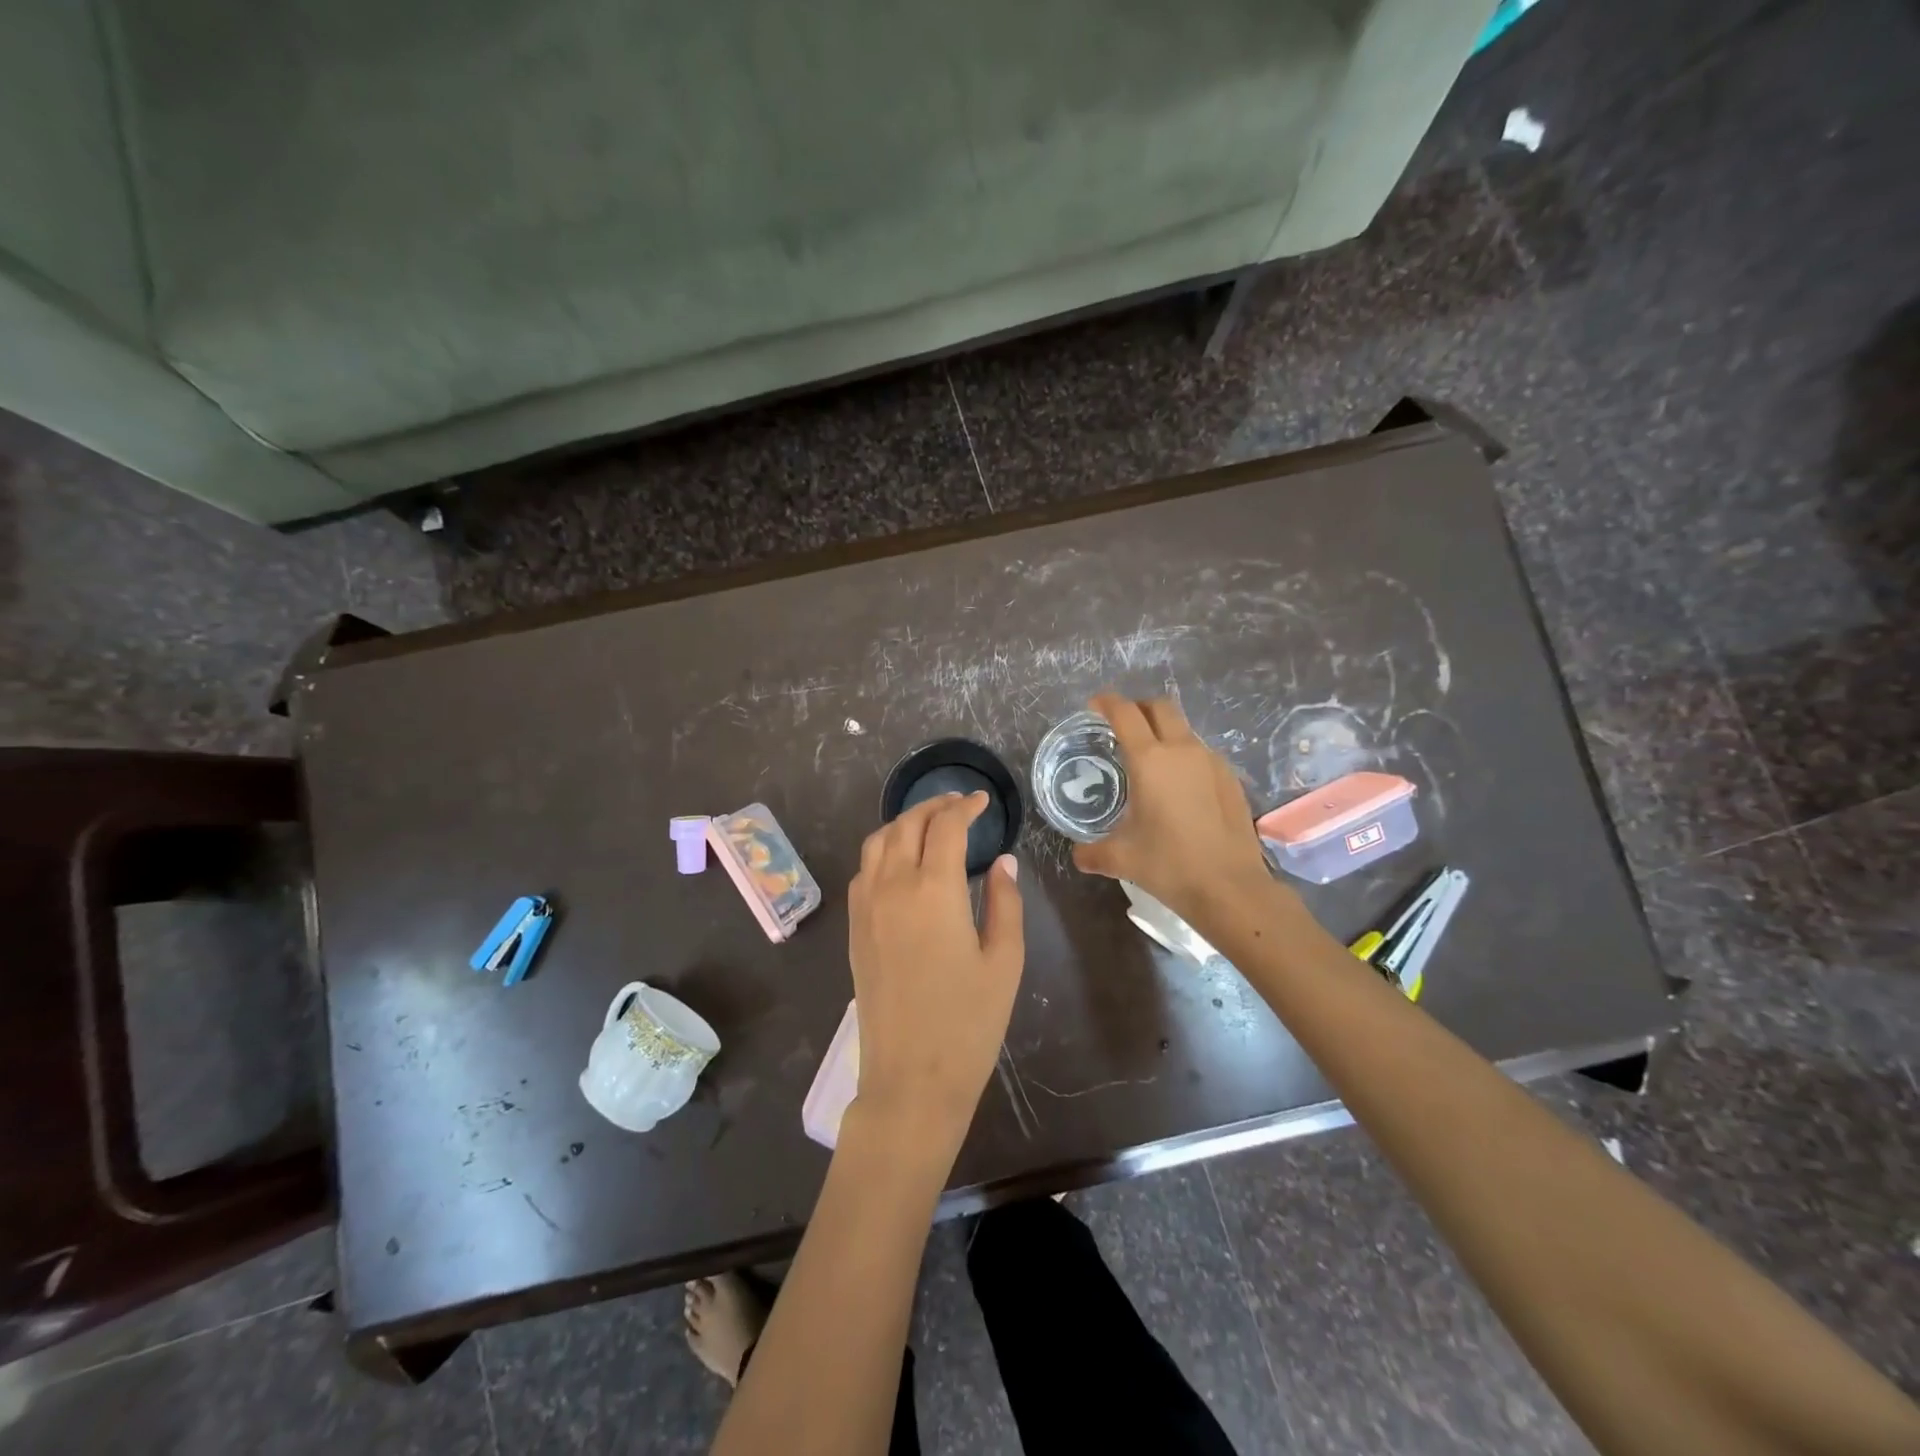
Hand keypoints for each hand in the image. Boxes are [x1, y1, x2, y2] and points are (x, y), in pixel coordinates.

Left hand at [847, 792, 1023, 1150]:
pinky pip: (863, 870)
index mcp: (934, 891)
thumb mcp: (1004, 961)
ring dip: (903, 823)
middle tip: (958, 805)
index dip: (965, 807)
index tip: (982, 801)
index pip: (946, 828)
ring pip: (877, 842)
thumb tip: (1003, 861)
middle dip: (933, 806)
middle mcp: (892, 887)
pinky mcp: (853, 929)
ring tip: (929, 825)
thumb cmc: (969, 1023)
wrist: (910, 1078)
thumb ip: (1005, 902)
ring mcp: (866, 907)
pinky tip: (901, 862)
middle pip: (907, 825)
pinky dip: (882, 850)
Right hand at [1073, 692, 1277, 925]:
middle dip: (1139, 707)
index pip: (1125, 713)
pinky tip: (1180, 786)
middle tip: (1123, 725)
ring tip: (1151, 759)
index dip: (1107, 702)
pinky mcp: (1231, 778)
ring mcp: (1211, 761)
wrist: (1230, 887)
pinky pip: (1202, 753)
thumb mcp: (1121, 859)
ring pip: (1184, 729)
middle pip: (1160, 707)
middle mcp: (1182, 750)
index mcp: (1149, 760)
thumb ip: (1092, 852)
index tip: (1095, 705)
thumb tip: (1078, 855)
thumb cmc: (1168, 865)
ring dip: (1164, 732)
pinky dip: (1185, 756)